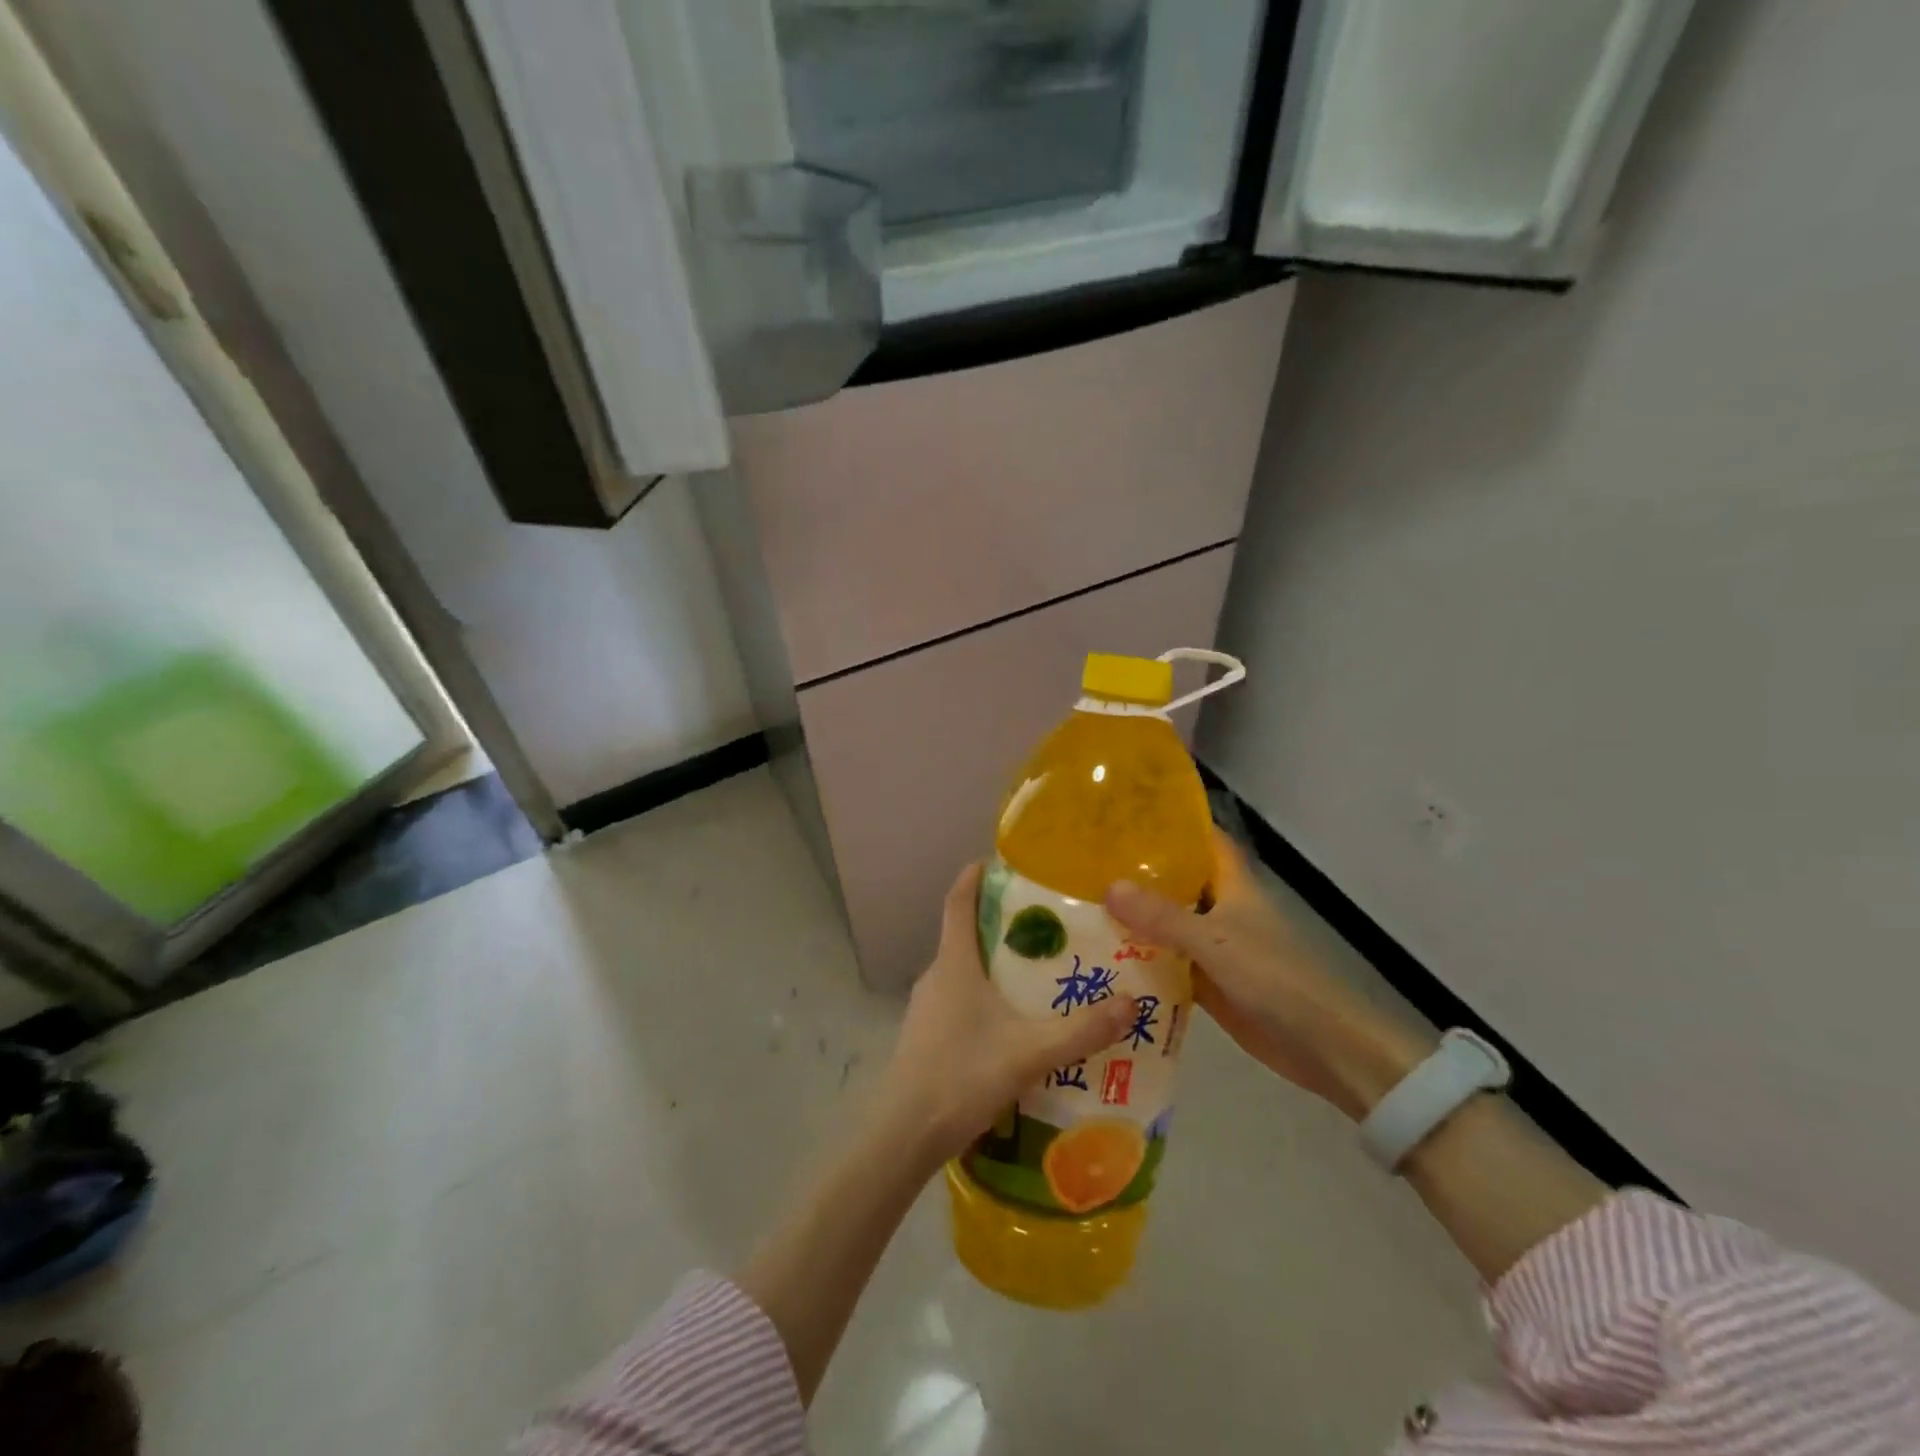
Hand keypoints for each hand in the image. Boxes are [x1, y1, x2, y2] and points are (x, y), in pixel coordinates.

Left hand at [879, 864, 1136, 1169]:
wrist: (904, 1133)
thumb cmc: (962, 1075)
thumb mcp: (1029, 1053)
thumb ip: (1081, 1030)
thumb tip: (1131, 1003)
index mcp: (954, 963)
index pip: (957, 902)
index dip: (972, 877)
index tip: (995, 860)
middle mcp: (936, 976)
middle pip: (964, 934)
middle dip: (998, 923)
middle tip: (1043, 922)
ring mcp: (927, 1007)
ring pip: (962, 970)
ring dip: (993, 963)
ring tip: (1036, 971)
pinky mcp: (926, 1035)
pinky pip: (958, 999)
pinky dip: (984, 995)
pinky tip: (1011, 1022)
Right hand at [1105, 830, 1432, 1120]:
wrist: (1322, 1046)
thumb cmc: (1274, 978)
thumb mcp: (1214, 941)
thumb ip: (1162, 917)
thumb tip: (1108, 887)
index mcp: (1234, 887)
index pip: (1206, 841)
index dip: (1176, 825)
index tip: (1130, 814)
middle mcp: (1223, 911)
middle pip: (1179, 883)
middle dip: (1140, 873)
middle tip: (1087, 863)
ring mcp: (1215, 949)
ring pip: (1169, 925)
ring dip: (1136, 919)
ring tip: (1082, 905)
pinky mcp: (1210, 984)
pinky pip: (1169, 964)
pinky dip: (1143, 960)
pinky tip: (1103, 957)